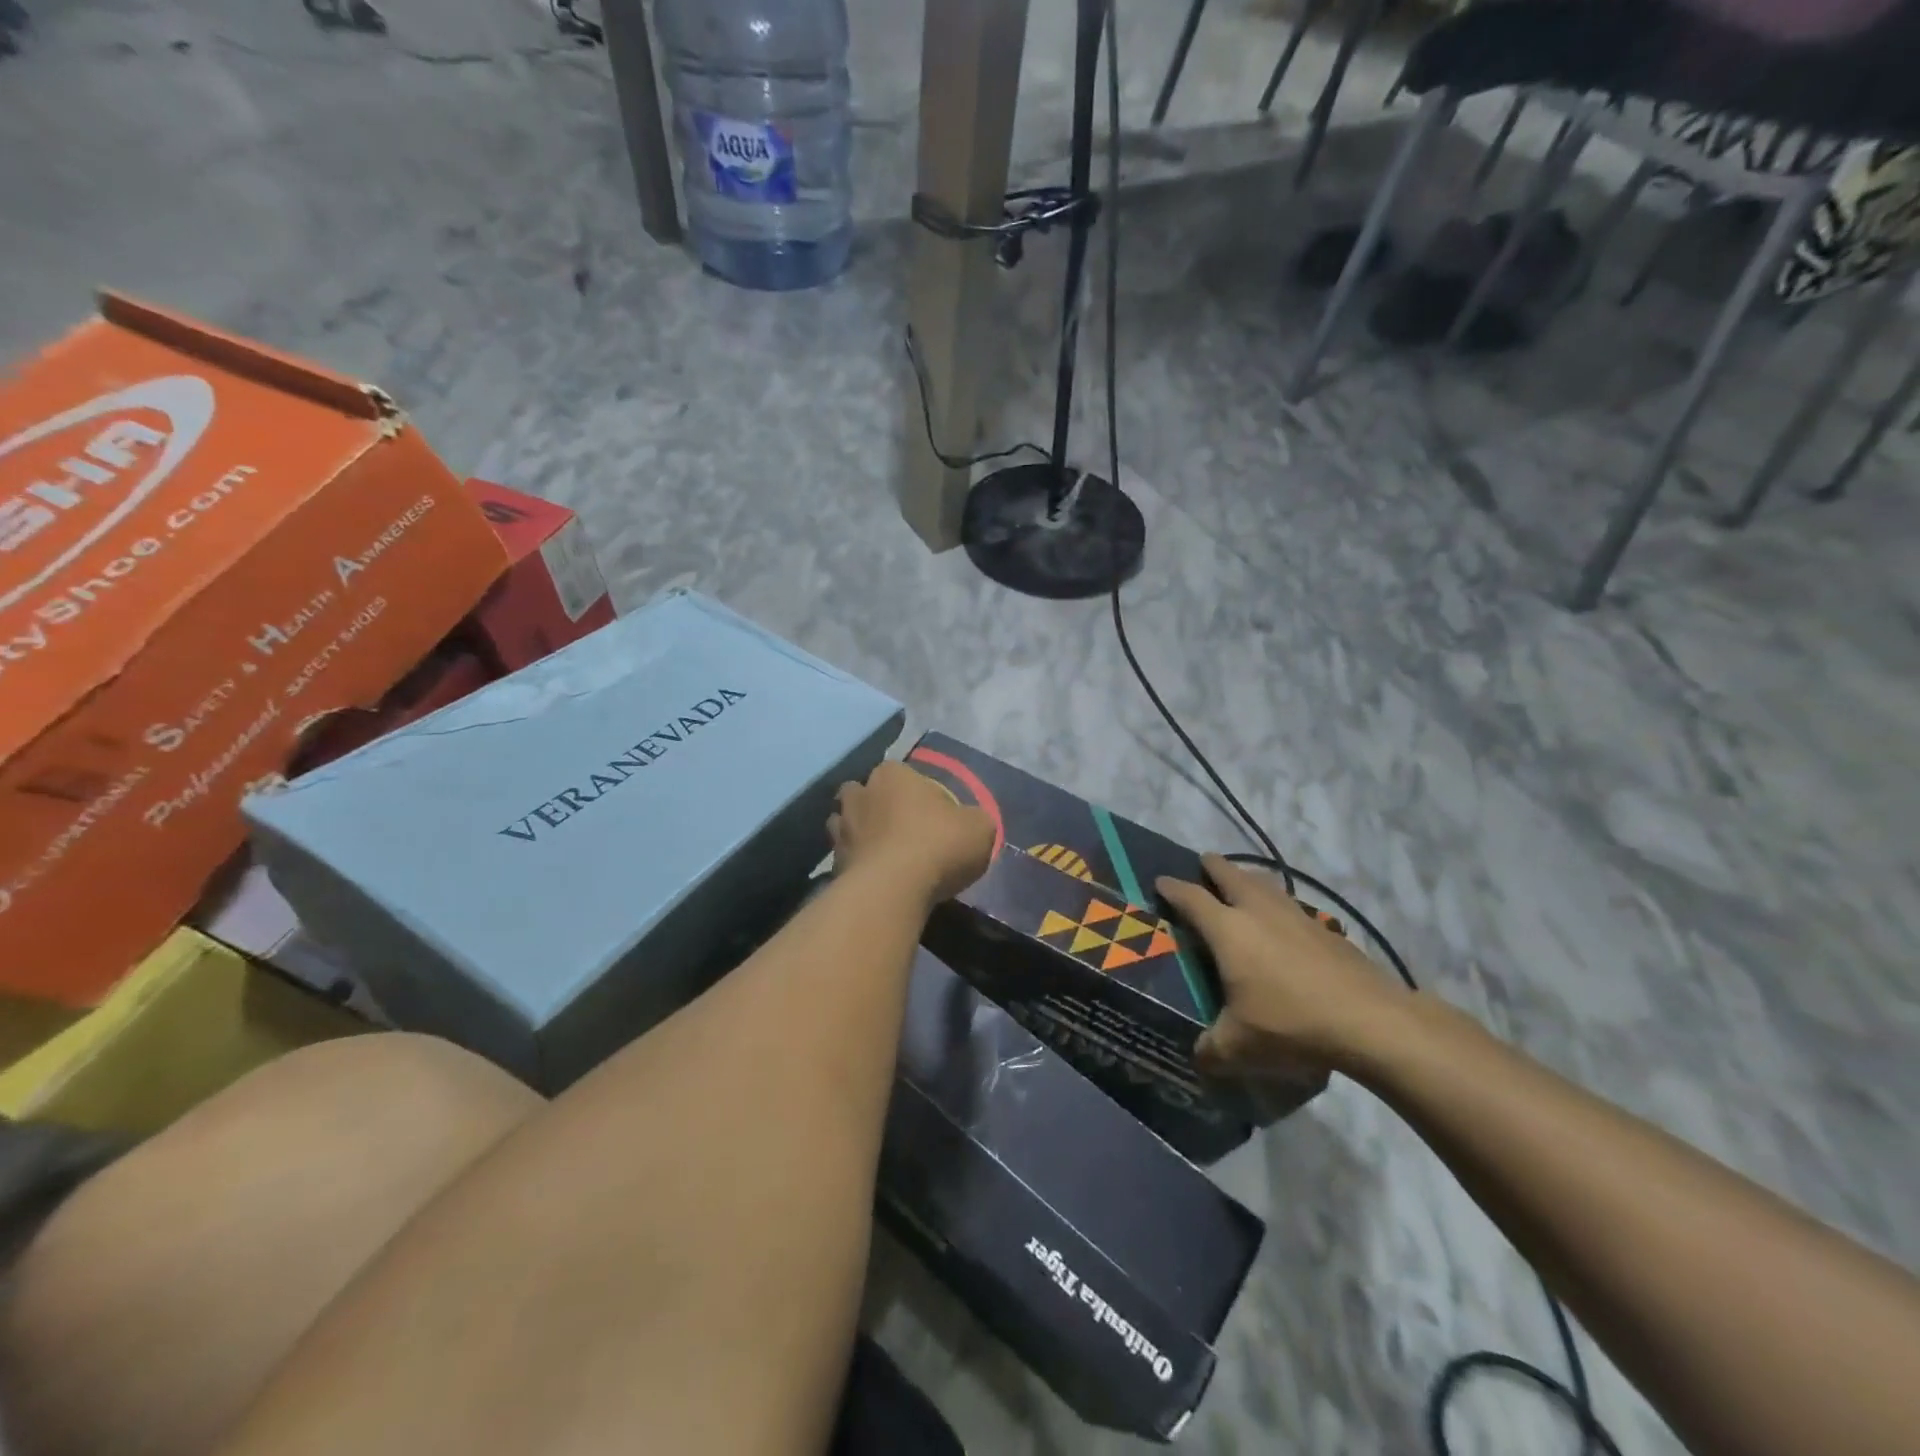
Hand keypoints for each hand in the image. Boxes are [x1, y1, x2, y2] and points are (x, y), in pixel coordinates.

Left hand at [829, 761, 994, 906]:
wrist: (892, 890)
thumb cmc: (938, 846)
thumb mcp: (979, 828)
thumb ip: (973, 819)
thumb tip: (968, 824)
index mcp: (893, 774)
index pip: (902, 773)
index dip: (917, 792)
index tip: (932, 815)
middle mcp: (860, 794)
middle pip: (866, 794)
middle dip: (878, 807)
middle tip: (902, 830)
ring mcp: (841, 829)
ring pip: (847, 824)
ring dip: (862, 835)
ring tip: (884, 856)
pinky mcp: (832, 863)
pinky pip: (845, 858)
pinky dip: (856, 865)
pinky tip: (876, 880)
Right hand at [1155, 854, 1411, 1078]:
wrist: (1370, 1021)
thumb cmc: (1290, 1024)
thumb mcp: (1238, 1047)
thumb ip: (1210, 1050)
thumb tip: (1197, 1058)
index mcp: (1228, 930)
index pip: (1191, 898)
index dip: (1172, 888)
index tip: (1160, 882)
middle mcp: (1258, 911)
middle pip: (1231, 874)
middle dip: (1213, 867)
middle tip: (1203, 864)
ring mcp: (1296, 916)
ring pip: (1265, 884)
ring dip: (1248, 878)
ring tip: (1242, 884)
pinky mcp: (1326, 929)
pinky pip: (1291, 905)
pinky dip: (1278, 904)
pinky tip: (1283, 923)